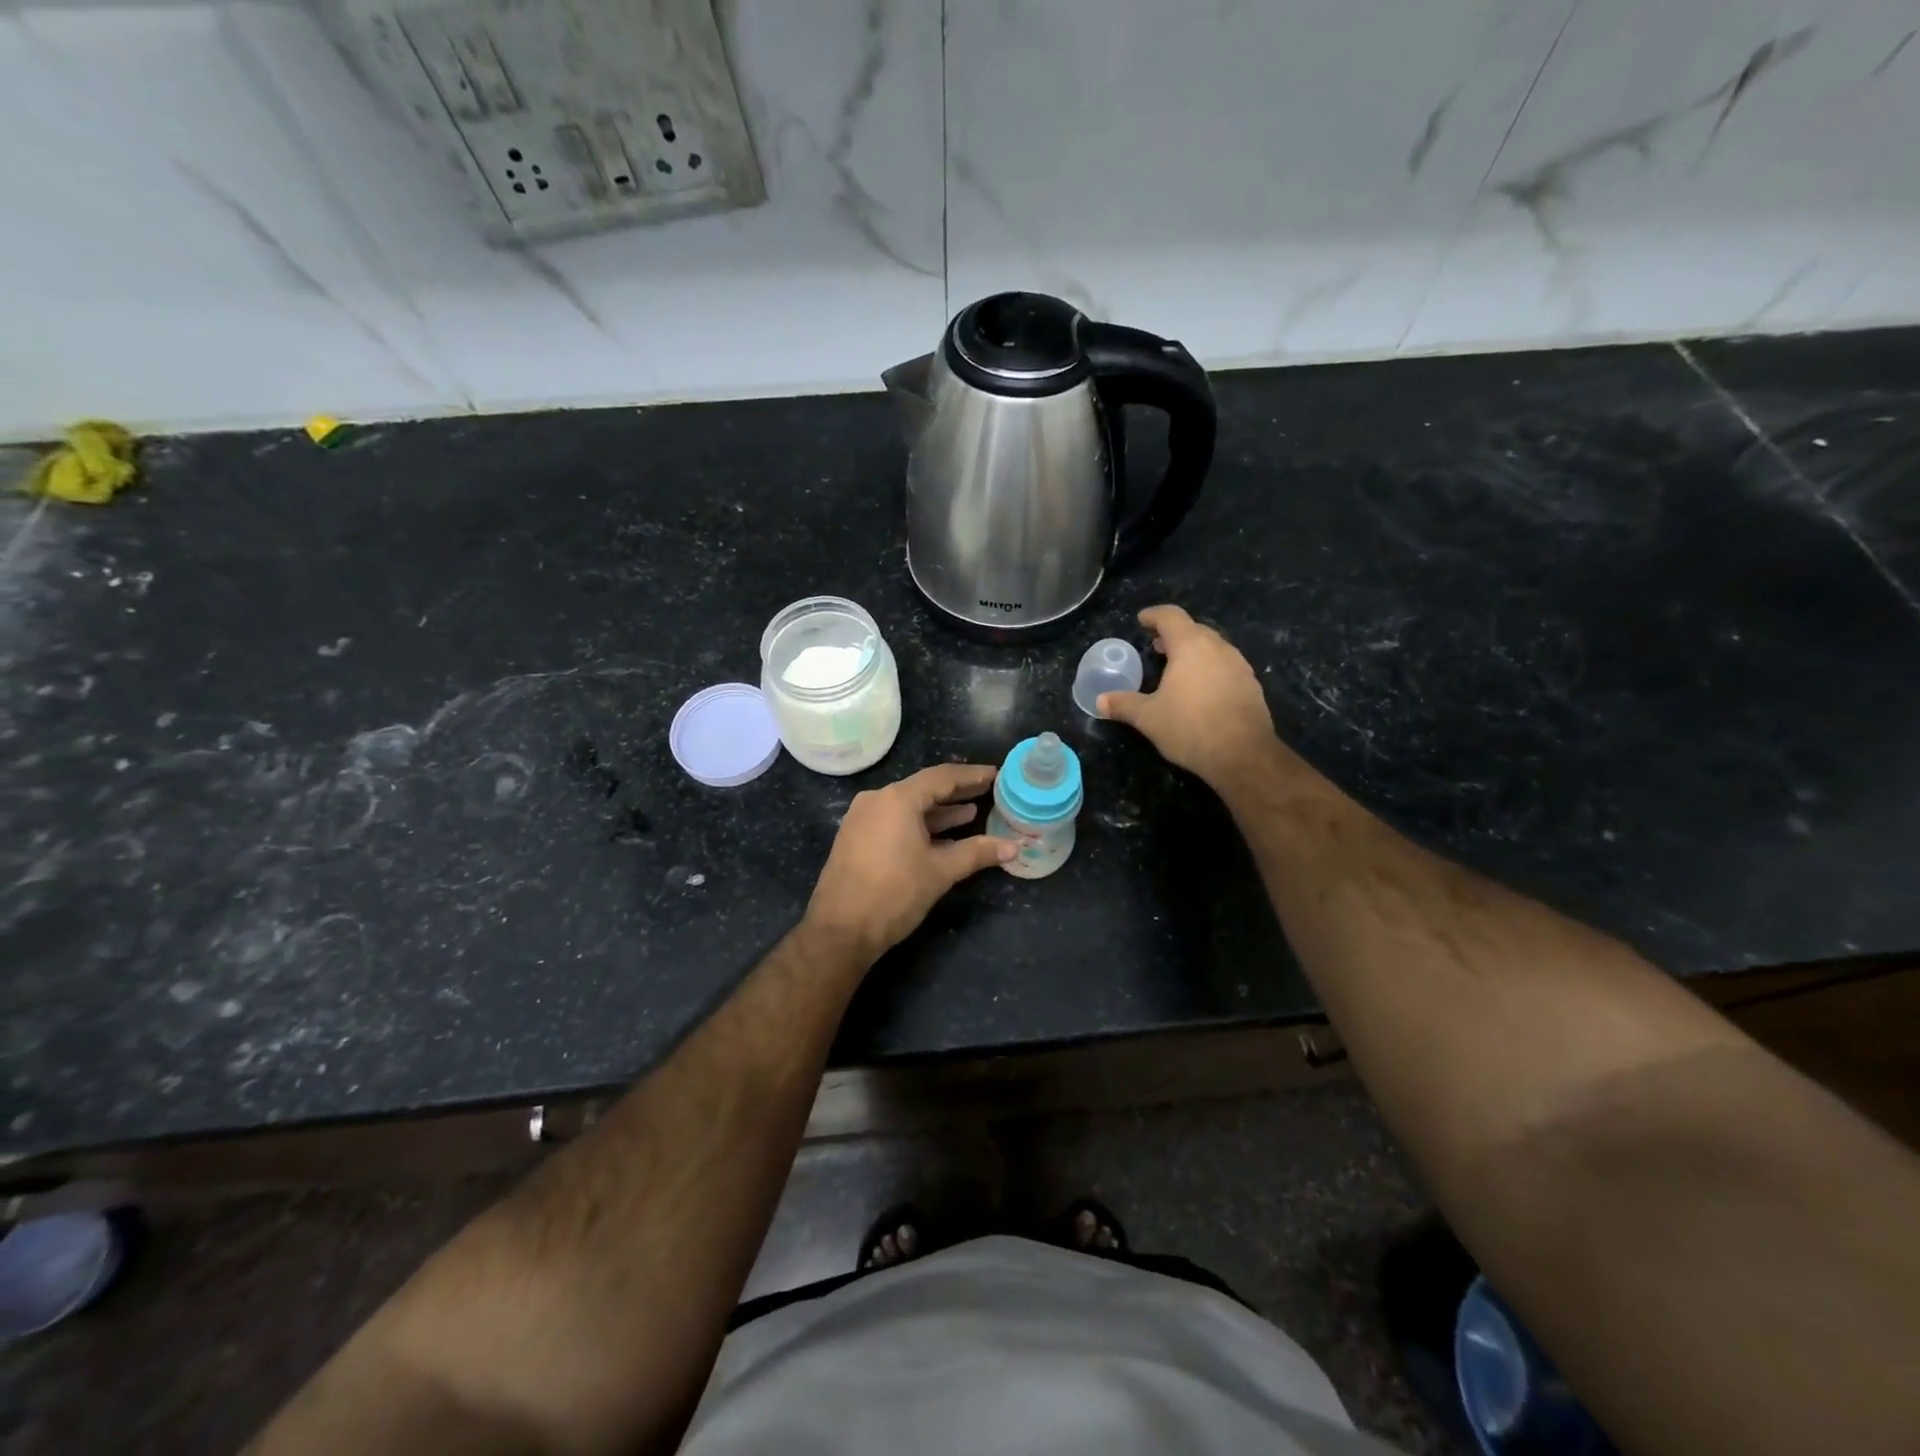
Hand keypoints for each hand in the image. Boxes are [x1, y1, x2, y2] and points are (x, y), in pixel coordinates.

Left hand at [805, 763, 1015, 962]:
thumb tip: (1014, 847)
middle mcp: (876, 800)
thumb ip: (977, 853)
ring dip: (938, 812)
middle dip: (956, 793)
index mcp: (897, 799)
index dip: (971, 776)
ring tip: (970, 814)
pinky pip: (893, 821)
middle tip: (987, 792)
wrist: (840, 930)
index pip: (942, 777)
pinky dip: (918, 826)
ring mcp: (861, 818)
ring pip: (907, 807)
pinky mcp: (855, 838)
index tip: (995, 774)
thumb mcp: (940, 871)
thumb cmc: (894, 894)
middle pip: (923, 789)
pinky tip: (940, 838)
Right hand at [1099, 605, 1279, 788]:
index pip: (1171, 617)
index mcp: (1190, 646)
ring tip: (1177, 668)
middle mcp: (1218, 648)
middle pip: (1194, 629)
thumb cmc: (1190, 727)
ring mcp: (1239, 665)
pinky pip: (1226, 666)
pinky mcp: (1251, 685)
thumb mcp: (1149, 718)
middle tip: (1156, 647)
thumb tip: (1100, 701)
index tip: (1141, 620)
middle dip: (1173, 635)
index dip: (1154, 615)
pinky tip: (1200, 690)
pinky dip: (1209, 668)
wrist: (1243, 755)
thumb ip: (1123, 704)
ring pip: (1213, 647)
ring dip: (1193, 652)